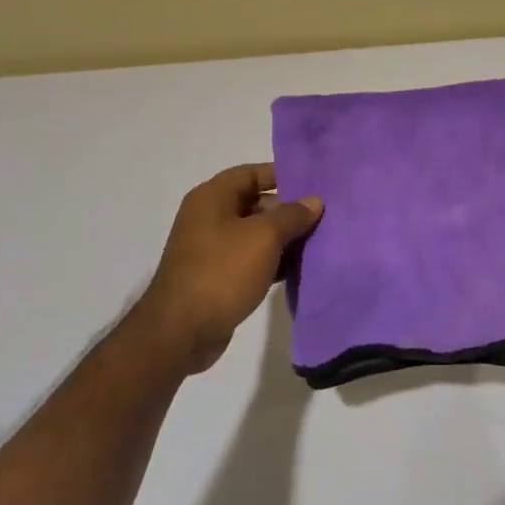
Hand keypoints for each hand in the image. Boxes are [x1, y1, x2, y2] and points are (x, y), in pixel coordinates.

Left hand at [136, 163, 322, 373]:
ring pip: (255, 234)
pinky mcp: (217, 276)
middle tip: (323, 217)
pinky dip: (272, 261)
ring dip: (283, 238)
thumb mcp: (264, 237)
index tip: (314, 185)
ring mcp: (212, 248)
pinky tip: (298, 269)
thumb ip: (291, 215)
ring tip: (319, 242)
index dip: (282, 175)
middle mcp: (209, 217)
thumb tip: (313, 201)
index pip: (252, 173)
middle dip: (288, 210)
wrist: (181, 331)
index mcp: (212, 197)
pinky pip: (250, 259)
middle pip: (255, 202)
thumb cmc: (222, 271)